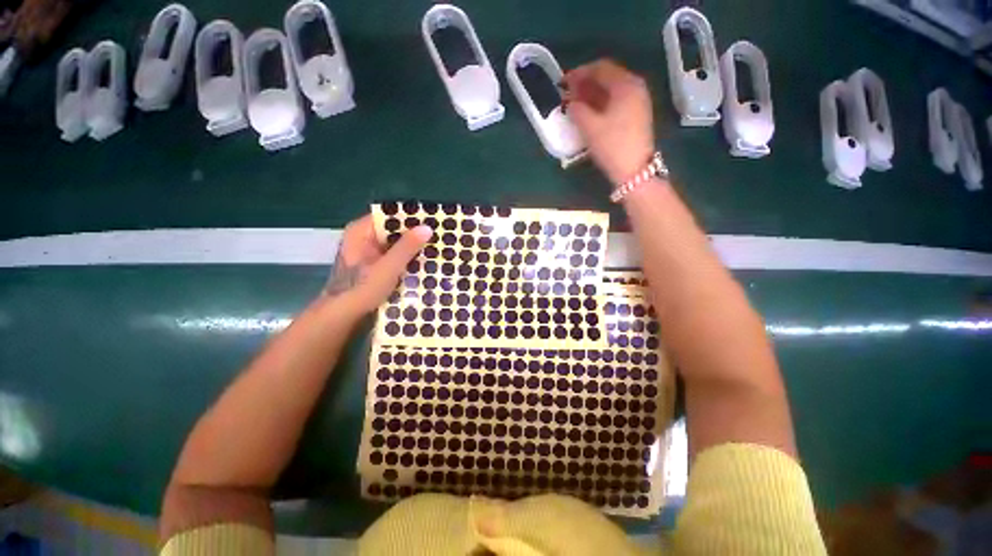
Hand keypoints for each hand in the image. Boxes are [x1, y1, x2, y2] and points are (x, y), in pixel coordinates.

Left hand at [325, 215, 431, 316]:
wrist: (343, 316)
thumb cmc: (361, 289)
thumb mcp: (387, 267)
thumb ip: (406, 247)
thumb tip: (427, 228)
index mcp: (361, 232)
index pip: (389, 216)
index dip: (411, 217)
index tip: (432, 221)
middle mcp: (365, 237)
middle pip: (393, 229)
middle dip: (415, 234)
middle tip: (439, 236)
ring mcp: (369, 252)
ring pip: (396, 243)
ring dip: (413, 247)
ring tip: (437, 247)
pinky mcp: (375, 265)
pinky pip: (395, 255)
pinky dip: (407, 258)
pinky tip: (424, 261)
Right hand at [563, 59, 655, 184]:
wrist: (634, 170)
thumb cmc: (612, 145)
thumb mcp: (590, 127)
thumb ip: (577, 110)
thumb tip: (570, 103)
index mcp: (626, 84)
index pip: (600, 68)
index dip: (580, 73)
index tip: (563, 82)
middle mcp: (635, 87)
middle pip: (608, 77)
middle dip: (586, 83)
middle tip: (568, 92)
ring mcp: (638, 101)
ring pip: (612, 90)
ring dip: (592, 94)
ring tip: (575, 103)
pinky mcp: (637, 115)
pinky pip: (616, 101)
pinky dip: (601, 102)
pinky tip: (590, 112)